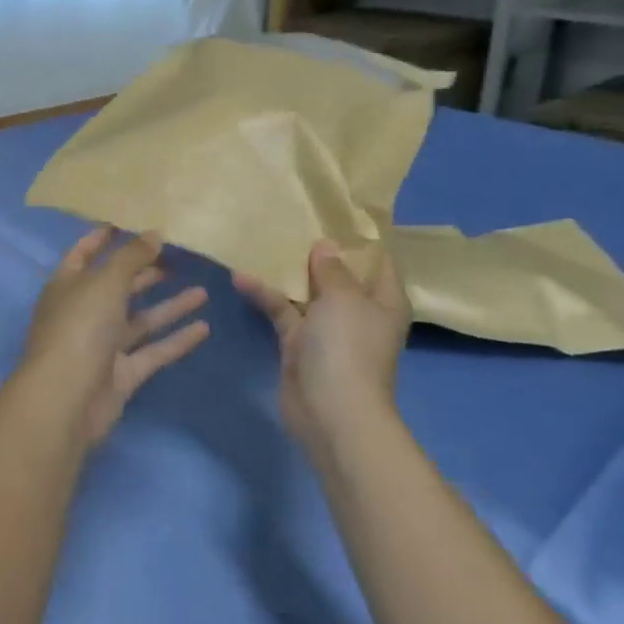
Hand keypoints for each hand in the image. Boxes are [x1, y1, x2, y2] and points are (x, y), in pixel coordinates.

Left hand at [15, 226, 210, 446]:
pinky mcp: (121, 374)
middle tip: (180, 256)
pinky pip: (153, 351)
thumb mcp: (105, 282)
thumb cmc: (80, 328)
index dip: (105, 236)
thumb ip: (131, 256)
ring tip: (203, 291)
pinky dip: (176, 340)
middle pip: (117, 285)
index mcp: (68, 284)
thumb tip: (154, 233)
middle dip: (145, 270)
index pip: (85, 252)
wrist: (66, 401)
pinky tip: (205, 328)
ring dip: (169, 306)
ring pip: (139, 320)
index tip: (134, 220)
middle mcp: (84, 312)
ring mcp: (102, 345)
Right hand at [235, 240, 411, 449]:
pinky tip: (240, 277)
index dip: (359, 237)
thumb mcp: (343, 298)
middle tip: (292, 219)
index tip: (334, 211)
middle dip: (316, 251)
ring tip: (262, 241)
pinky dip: (264, 296)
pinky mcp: (298, 344)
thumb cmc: (348, 347)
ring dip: (286, 272)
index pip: (378, 261)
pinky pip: (282, 311)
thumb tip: (325, 246)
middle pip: (338, 274)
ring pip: (306, 292)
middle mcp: (357, 312)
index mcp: (383, 300)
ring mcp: (327, 329)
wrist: (331, 411)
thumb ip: (332, 269)